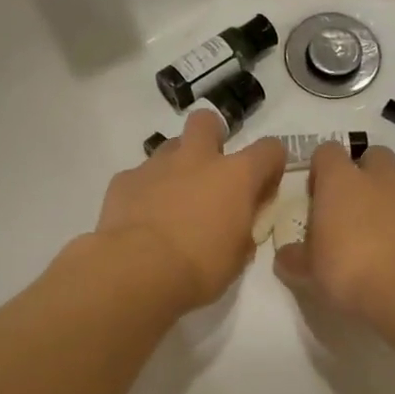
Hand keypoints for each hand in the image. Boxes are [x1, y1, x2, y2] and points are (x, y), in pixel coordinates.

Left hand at [94, 112, 286, 310]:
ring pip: (170, 147)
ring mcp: (157, 166)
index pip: (269, 149)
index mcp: (236, 176)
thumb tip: (239, 224)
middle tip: (211, 172)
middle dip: (212, 137)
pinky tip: (141, 218)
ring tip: (173, 201)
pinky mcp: (124, 180)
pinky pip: (139, 176)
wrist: (137, 271)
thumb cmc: (199, 268)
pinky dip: (144, 191)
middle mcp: (197, 159)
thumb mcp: (238, 257)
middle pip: (207, 122)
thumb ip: (243, 230)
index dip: (270, 166)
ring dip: (177, 167)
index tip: (262, 191)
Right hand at [274, 144, 394, 323]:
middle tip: (358, 210)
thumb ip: (295, 258)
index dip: (322, 169)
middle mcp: (382, 178)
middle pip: (374, 156)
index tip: (319, 194)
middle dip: (367, 174)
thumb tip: (287, 255)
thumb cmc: (351, 275)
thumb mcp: (309, 273)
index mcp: (341, 183)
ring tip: (390, 236)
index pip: (327, 152)